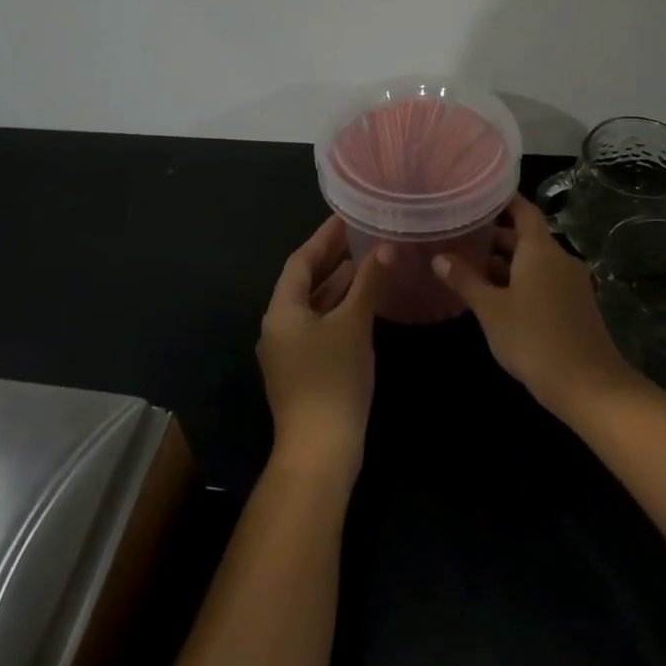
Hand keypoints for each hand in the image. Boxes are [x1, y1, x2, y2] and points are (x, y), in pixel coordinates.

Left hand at [257, 216, 390, 477]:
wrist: (320, 449)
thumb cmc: (333, 379)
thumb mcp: (354, 325)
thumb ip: (369, 283)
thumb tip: (387, 247)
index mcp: (282, 311)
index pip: (300, 261)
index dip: (324, 237)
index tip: (347, 216)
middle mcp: (278, 326)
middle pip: (304, 282)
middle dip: (331, 259)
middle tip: (360, 235)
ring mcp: (288, 351)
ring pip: (312, 306)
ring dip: (337, 285)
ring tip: (366, 263)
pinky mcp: (302, 370)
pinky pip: (318, 326)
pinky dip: (338, 309)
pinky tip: (362, 305)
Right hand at [432, 194, 643, 420]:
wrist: (588, 384)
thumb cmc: (533, 338)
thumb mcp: (491, 309)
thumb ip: (464, 280)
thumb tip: (439, 258)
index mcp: (541, 249)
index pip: (523, 210)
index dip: (502, 201)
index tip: (477, 195)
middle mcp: (559, 258)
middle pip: (526, 237)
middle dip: (495, 236)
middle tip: (460, 235)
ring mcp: (570, 283)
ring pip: (534, 262)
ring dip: (505, 263)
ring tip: (469, 266)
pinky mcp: (574, 305)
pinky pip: (544, 281)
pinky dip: (520, 281)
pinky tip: (495, 297)